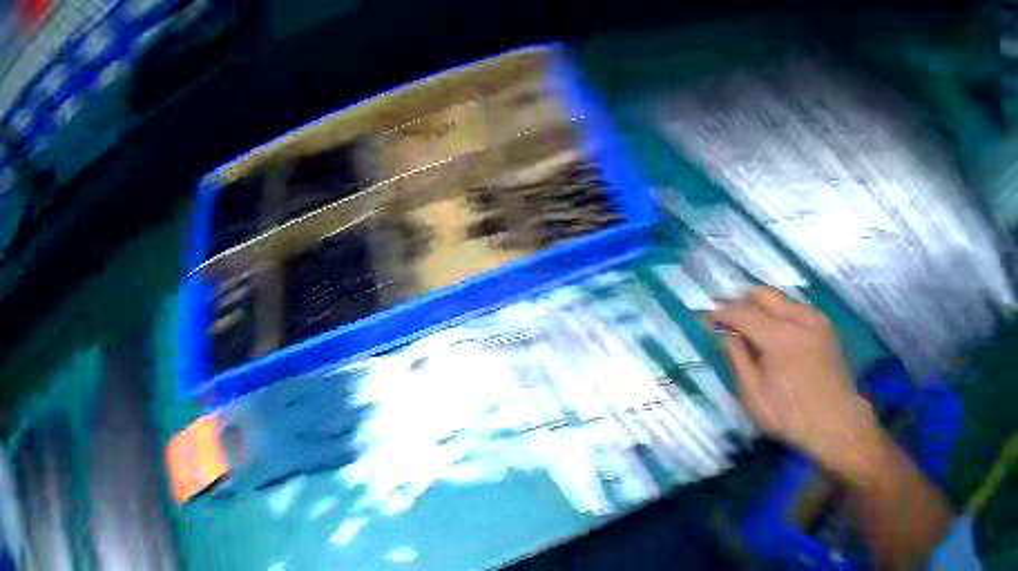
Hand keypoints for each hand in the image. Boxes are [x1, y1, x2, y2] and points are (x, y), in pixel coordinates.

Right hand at [711, 287, 883, 482]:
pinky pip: (797, 307)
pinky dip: (780, 311)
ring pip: (781, 298)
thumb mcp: (756, 397)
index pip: (743, 313)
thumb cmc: (792, 416)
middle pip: (763, 294)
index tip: (704, 317)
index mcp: (779, 338)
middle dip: (741, 300)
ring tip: (747, 322)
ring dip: (761, 304)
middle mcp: (799, 318)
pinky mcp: (826, 325)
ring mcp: (816, 318)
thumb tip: (724, 335)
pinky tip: (774, 329)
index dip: (721, 313)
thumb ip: (738, 360)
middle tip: (724, 314)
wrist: (838, 421)